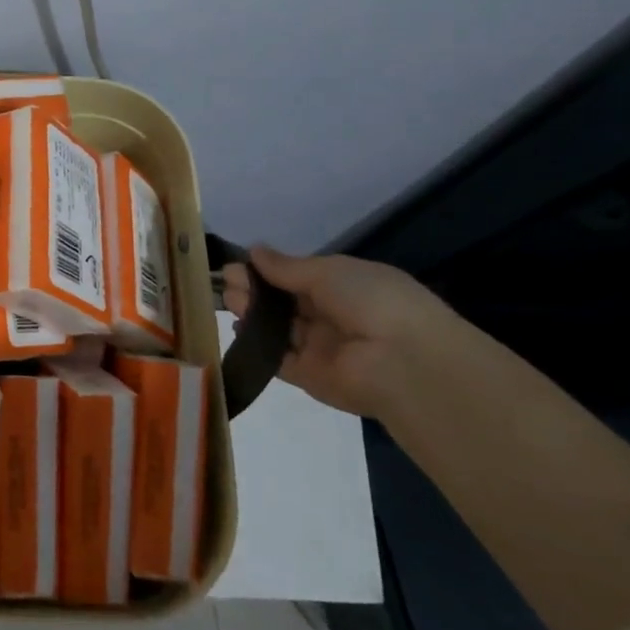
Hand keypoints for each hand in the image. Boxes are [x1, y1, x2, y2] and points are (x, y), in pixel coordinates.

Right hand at [222, 246, 470, 417]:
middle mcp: (334, 317)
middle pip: (286, 303)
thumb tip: (254, 251)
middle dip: (255, 290)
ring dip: (254, 314)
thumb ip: (286, 266)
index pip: (299, 278)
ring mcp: (322, 349)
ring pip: (280, 328)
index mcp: (346, 288)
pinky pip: (280, 360)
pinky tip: (238, 331)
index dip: (268, 271)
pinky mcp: (311, 377)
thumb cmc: (371, 301)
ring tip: (229, 301)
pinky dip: (259, 346)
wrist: (403, 361)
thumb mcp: (329, 271)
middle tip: (226, 282)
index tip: (237, 264)